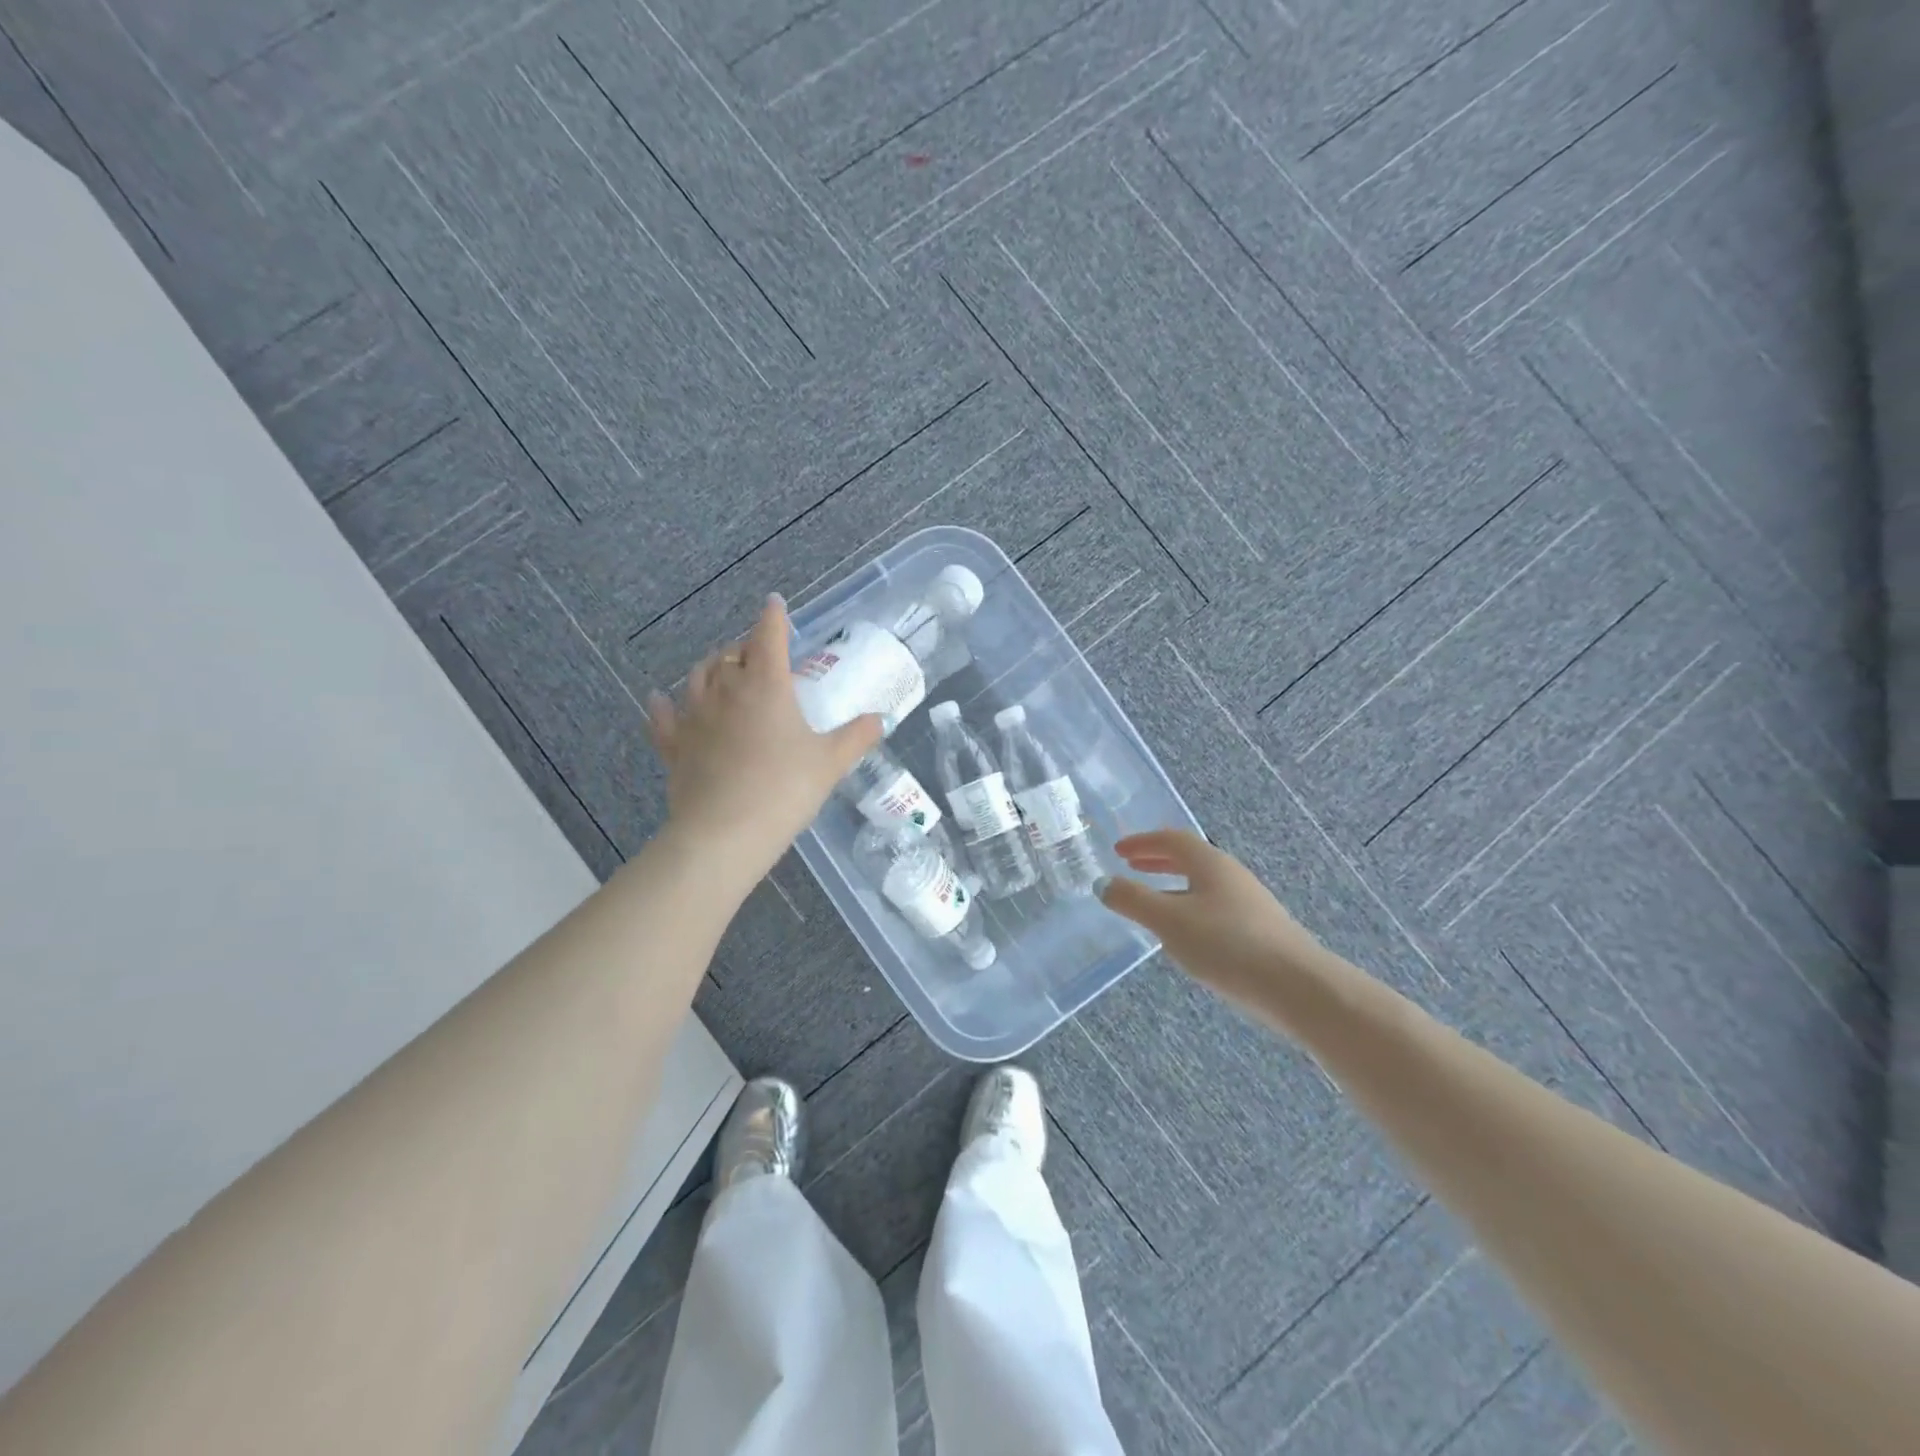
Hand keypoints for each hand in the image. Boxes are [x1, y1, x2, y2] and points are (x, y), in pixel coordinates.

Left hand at [647, 596, 881, 883]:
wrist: (725, 833)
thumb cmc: (784, 789)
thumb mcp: (831, 763)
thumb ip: (857, 737)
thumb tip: (881, 719)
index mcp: (766, 686)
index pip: (768, 637)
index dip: (772, 617)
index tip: (774, 604)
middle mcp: (726, 691)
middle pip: (730, 654)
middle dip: (744, 648)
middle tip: (759, 656)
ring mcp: (694, 717)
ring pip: (697, 676)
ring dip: (711, 668)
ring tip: (723, 672)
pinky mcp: (673, 745)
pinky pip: (664, 715)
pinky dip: (665, 703)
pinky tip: (663, 699)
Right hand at [1100, 830, 1326, 1006]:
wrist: (1298, 987)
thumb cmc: (1228, 945)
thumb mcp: (1169, 922)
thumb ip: (1133, 901)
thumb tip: (1103, 883)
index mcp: (1210, 863)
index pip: (1172, 840)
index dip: (1142, 842)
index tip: (1118, 851)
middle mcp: (1231, 875)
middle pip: (1190, 858)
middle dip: (1158, 860)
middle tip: (1131, 866)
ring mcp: (1249, 903)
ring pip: (1203, 884)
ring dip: (1173, 885)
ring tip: (1152, 902)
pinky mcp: (1259, 930)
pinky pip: (1214, 907)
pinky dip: (1190, 907)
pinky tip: (1186, 935)